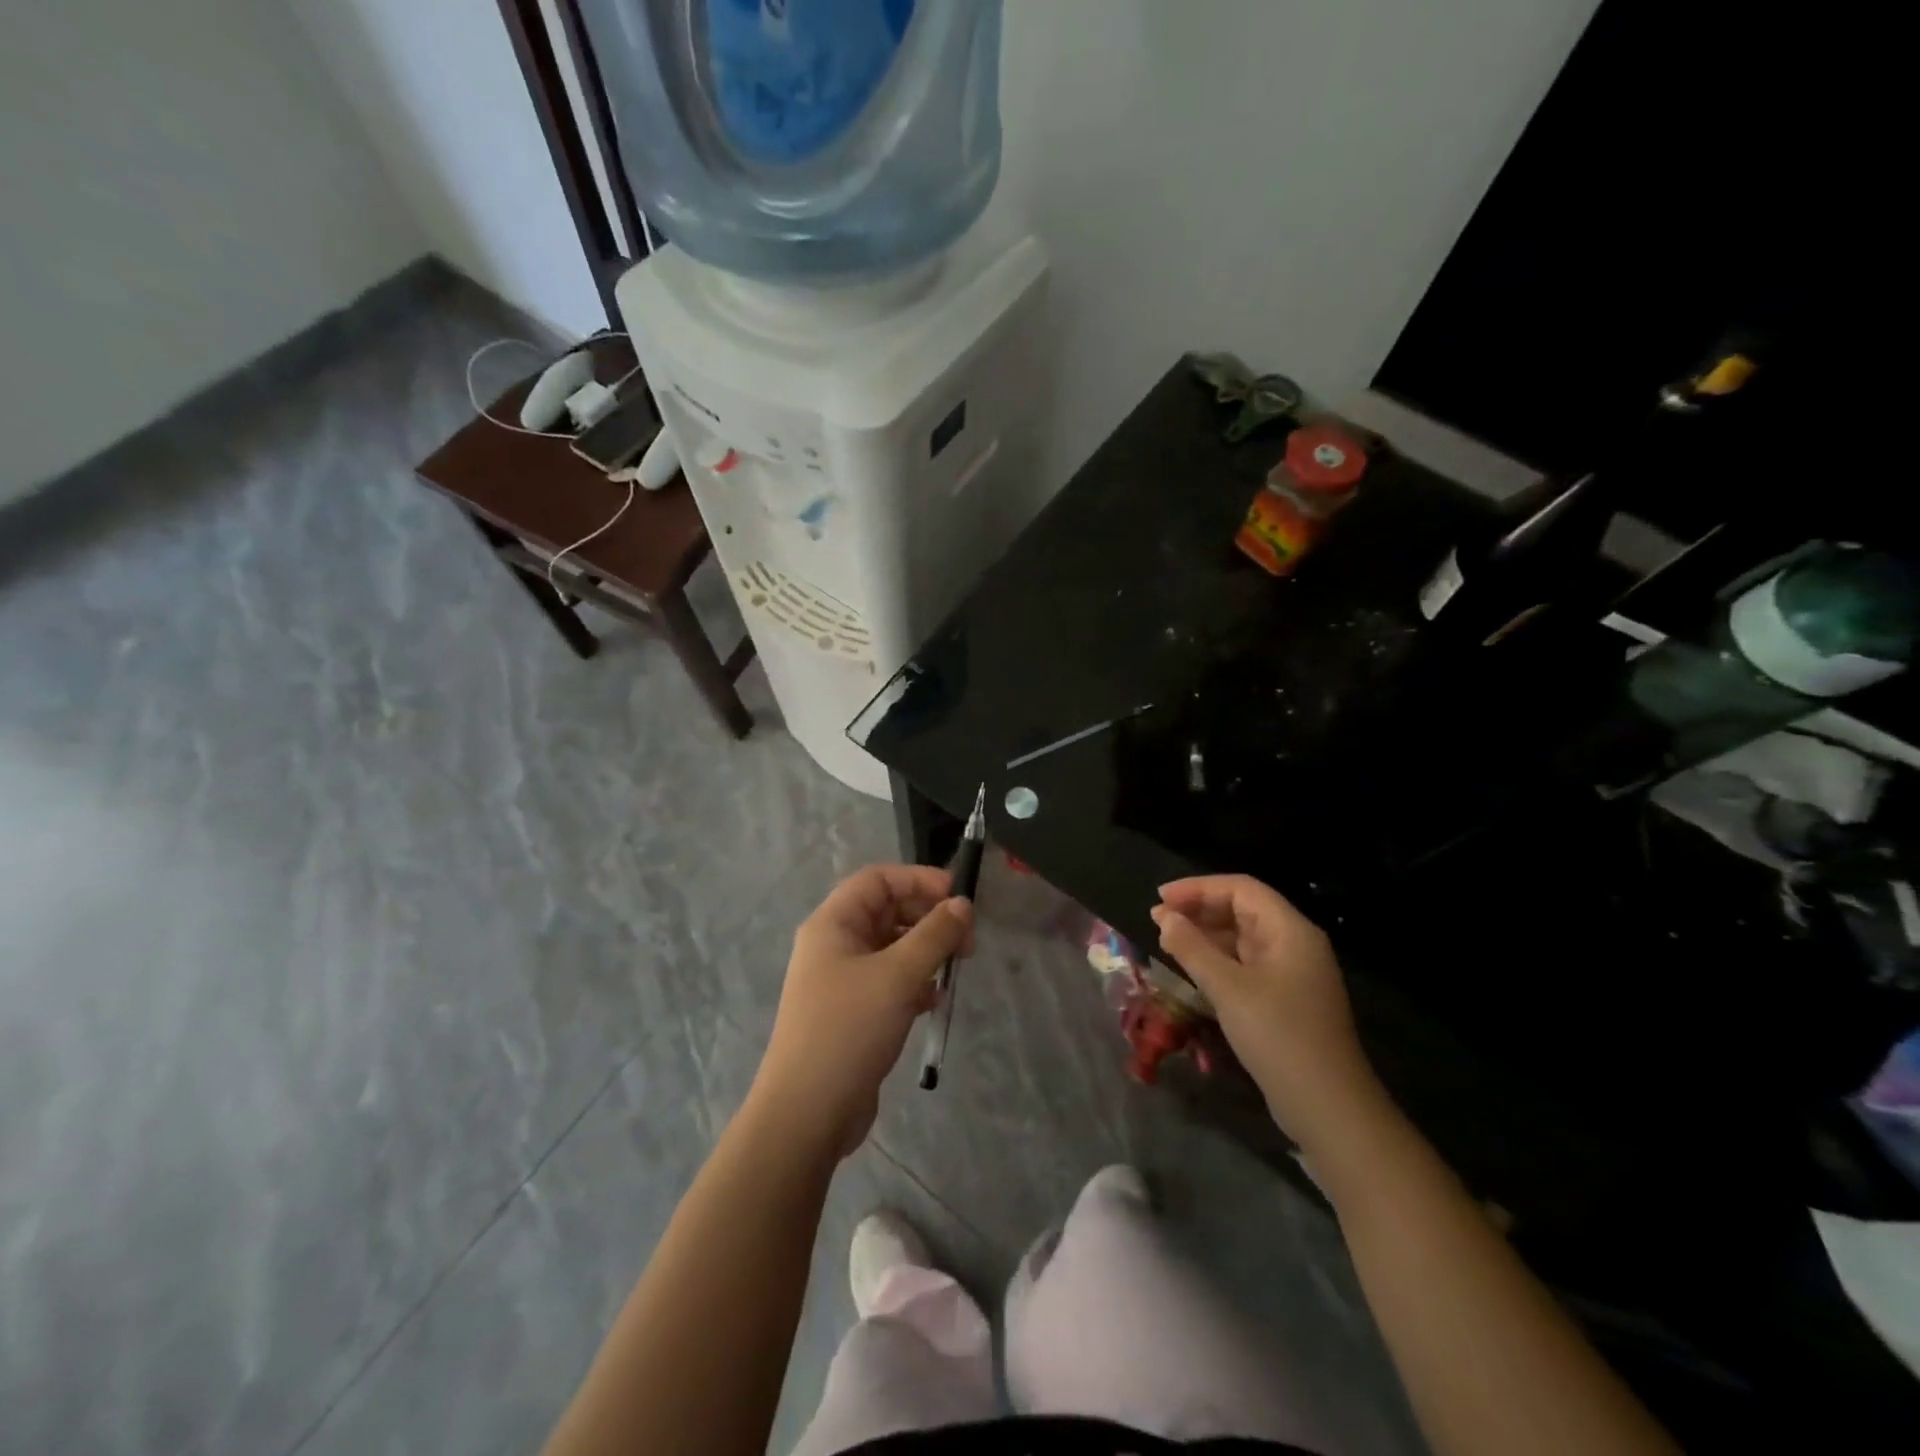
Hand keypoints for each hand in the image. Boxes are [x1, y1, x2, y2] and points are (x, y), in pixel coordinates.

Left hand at [751, 865, 972, 1158]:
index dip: (918, 880)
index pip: (877, 879)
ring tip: (955, 969)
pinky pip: (889, 980)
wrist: (806, 1114)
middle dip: (928, 917)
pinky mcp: (852, 1012)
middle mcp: (834, 945)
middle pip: (886, 911)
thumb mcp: (898, 976)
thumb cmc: (848, 1030)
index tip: (958, 897)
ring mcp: (841, 980)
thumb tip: (962, 904)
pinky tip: (933, 1000)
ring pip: (891, 947)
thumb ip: (934, 935)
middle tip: (966, 940)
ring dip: (924, 951)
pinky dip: (914, 982)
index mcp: (833, 924)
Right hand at [1152, 875, 1380, 1153]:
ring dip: (1205, 935)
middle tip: (1158, 920)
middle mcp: (1294, 944)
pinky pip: (1245, 964)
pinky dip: (1217, 960)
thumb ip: (1192, 948)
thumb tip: (1165, 918)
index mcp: (1291, 931)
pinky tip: (1192, 968)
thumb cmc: (1278, 1037)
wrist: (1328, 1108)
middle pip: (1242, 910)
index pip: (1241, 889)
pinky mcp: (1285, 1000)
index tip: (1160, 898)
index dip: (1198, 888)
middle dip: (1199, 910)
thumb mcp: (1228, 989)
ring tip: (1167, 941)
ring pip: (1242, 938)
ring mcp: (1292, 974)